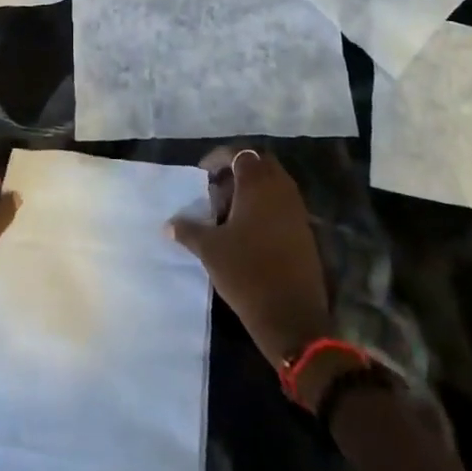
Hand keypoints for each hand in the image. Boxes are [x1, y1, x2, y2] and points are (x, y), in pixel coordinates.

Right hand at [168, 147, 330, 367]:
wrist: (292, 317)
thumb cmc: (247, 273)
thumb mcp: (210, 250)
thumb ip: (188, 230)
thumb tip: (168, 224)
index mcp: (258, 184)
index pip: (239, 154)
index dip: (219, 158)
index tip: (203, 173)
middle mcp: (280, 189)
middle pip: (259, 163)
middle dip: (237, 169)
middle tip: (217, 188)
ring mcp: (296, 209)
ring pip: (273, 183)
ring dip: (252, 188)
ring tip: (228, 211)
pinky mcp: (304, 230)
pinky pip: (282, 203)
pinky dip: (265, 205)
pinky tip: (248, 230)